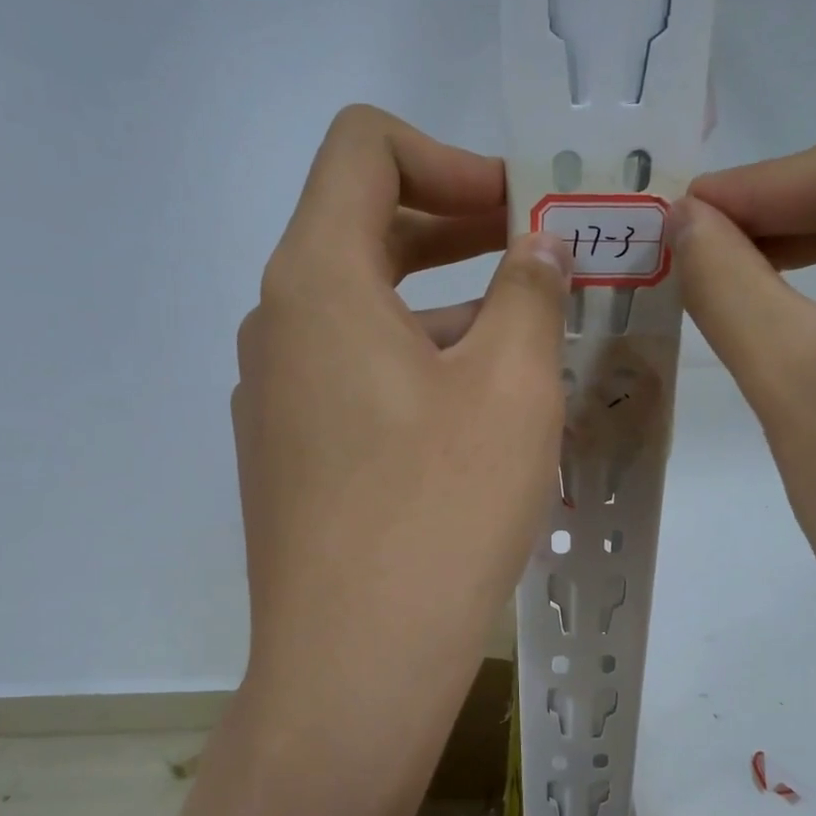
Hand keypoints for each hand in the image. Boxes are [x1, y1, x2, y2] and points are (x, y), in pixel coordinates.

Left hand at [233, 106, 569, 759]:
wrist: (355, 666)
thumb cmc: (439, 511)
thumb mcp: (511, 386)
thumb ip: (529, 293)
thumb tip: (535, 252)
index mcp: (316, 282)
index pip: (362, 149)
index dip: (450, 158)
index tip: (519, 212)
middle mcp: (278, 326)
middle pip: (363, 228)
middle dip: (458, 227)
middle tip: (540, 260)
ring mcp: (275, 397)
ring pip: (364, 311)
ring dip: (445, 306)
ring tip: (526, 345)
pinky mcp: (290, 456)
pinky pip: (355, 377)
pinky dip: (417, 366)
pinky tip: (477, 417)